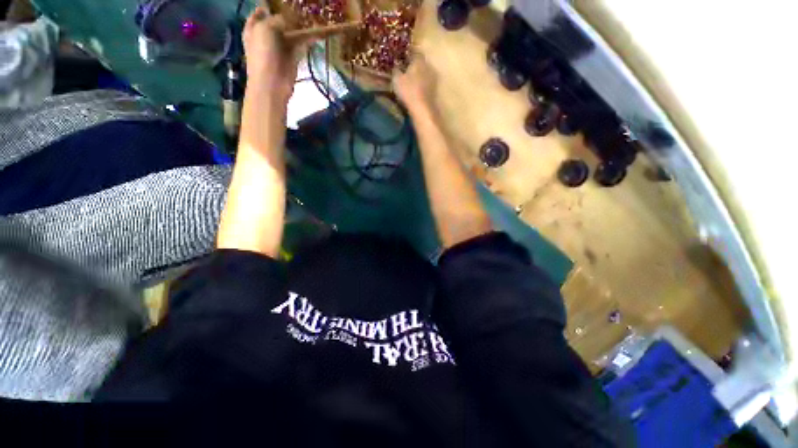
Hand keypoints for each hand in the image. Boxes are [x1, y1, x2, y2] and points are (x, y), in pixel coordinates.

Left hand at [243, 9, 305, 104]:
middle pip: (278, 20)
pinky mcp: (292, 57)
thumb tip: (289, 19)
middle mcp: (266, 35)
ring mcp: (280, 46)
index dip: (269, 6)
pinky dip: (307, 38)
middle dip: (288, 14)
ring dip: (300, 26)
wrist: (272, 83)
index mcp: (254, 27)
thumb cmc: (263, 55)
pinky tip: (316, 32)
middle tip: (300, 8)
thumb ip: (278, 20)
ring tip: (310, 17)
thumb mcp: (266, 29)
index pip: (261, 11)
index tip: (281, 2)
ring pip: (291, 31)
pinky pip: (300, 44)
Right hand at [392, 52, 437, 116]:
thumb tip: (395, 65)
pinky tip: (415, 90)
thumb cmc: (408, 91)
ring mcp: (433, 78)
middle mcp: (428, 66)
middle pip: (420, 63)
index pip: (414, 51)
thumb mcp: (396, 79)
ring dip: (418, 76)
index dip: (407, 54)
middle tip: (404, 69)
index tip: (401, 57)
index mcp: (419, 60)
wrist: (422, 109)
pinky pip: (426, 83)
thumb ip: (396, 70)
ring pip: (424, 73)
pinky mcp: (434, 90)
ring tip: (409, 81)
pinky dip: (421, 85)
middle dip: (413, 65)